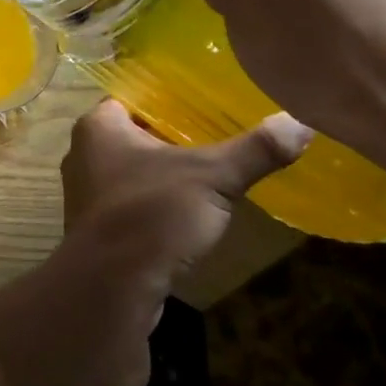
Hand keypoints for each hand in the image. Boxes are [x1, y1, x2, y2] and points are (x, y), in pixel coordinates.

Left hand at [17, 100, 309, 385]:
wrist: (111, 287)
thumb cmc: (152, 213)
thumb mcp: (212, 176)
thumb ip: (256, 150)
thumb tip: (301, 121)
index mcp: (98, 126)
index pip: (134, 98)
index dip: (169, 100)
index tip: (206, 106)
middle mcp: (83, 154)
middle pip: (134, 136)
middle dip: (171, 140)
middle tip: (217, 140)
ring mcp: (85, 194)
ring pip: (131, 173)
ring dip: (163, 176)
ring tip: (208, 177)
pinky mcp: (96, 229)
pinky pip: (130, 205)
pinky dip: (155, 206)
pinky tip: (186, 215)